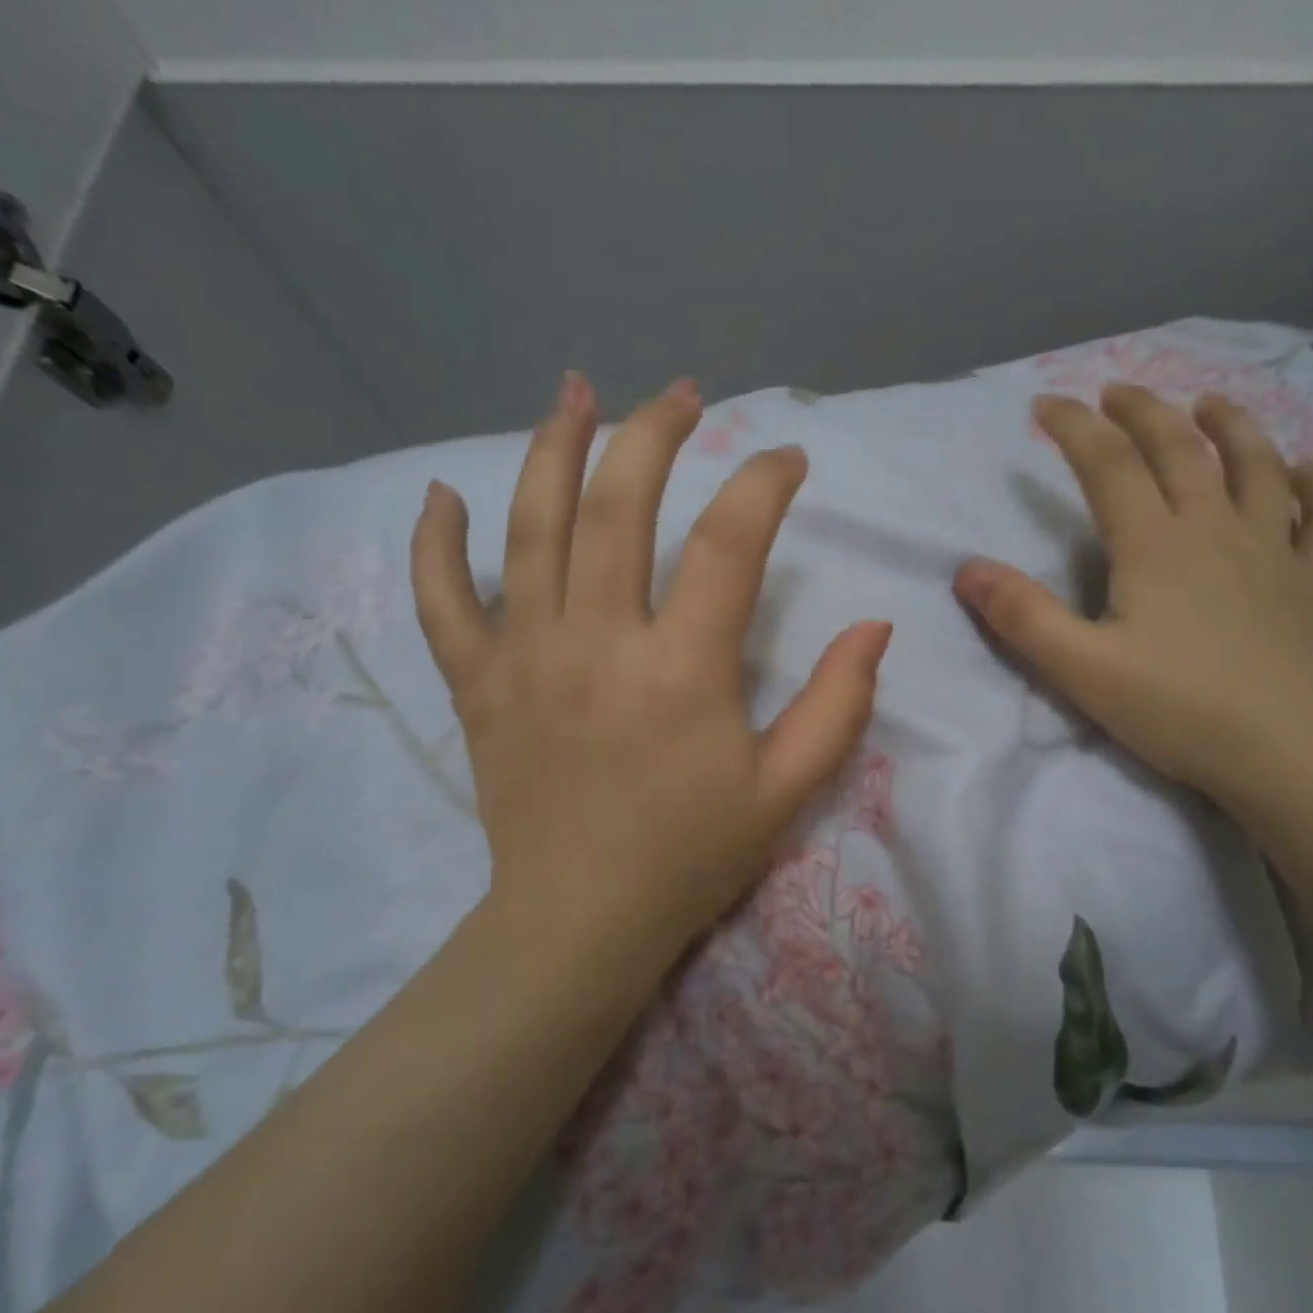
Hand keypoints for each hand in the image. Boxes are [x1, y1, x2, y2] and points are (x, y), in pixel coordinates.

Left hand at [412, 372, 890, 963]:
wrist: (579, 922)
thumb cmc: (689, 856)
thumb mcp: (786, 790)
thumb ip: (839, 706)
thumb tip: (875, 626)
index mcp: (684, 669)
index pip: (729, 543)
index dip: (764, 484)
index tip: (788, 460)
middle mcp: (600, 641)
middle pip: (620, 504)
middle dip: (655, 433)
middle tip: (683, 396)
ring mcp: (527, 657)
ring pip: (532, 528)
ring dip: (554, 447)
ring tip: (576, 390)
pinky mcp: (478, 685)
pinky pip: (443, 602)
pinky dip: (436, 544)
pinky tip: (442, 494)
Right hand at [953, 385, 1312, 807]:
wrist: (1285, 756)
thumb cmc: (1176, 710)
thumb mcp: (1079, 668)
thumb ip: (1021, 616)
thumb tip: (968, 569)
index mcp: (1154, 545)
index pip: (1107, 464)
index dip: (1073, 427)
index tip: (1043, 406)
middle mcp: (1215, 530)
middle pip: (1180, 449)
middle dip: (1142, 411)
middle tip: (1115, 393)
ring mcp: (1273, 552)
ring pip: (1258, 467)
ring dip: (1231, 426)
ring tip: (1209, 404)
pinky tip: (1306, 474)